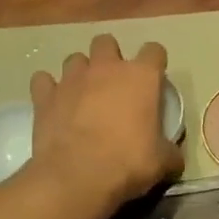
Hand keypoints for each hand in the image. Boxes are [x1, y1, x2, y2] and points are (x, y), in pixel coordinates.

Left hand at [28, 34, 181, 208]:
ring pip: (75, 58)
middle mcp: (106, 68)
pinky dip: (48, 89)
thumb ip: (170, 152)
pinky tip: (53, 103)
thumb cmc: (127, 163)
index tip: (154, 80)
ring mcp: (72, 79)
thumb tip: (175, 158)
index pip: (154, 51)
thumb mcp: (161, 162)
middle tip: (113, 84)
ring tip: (82, 94)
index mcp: (140, 76)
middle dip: (110, 57)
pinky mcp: (45, 95)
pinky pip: (43, 80)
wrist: (77, 177)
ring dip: (80, 72)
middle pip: (107, 42)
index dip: (155, 63)